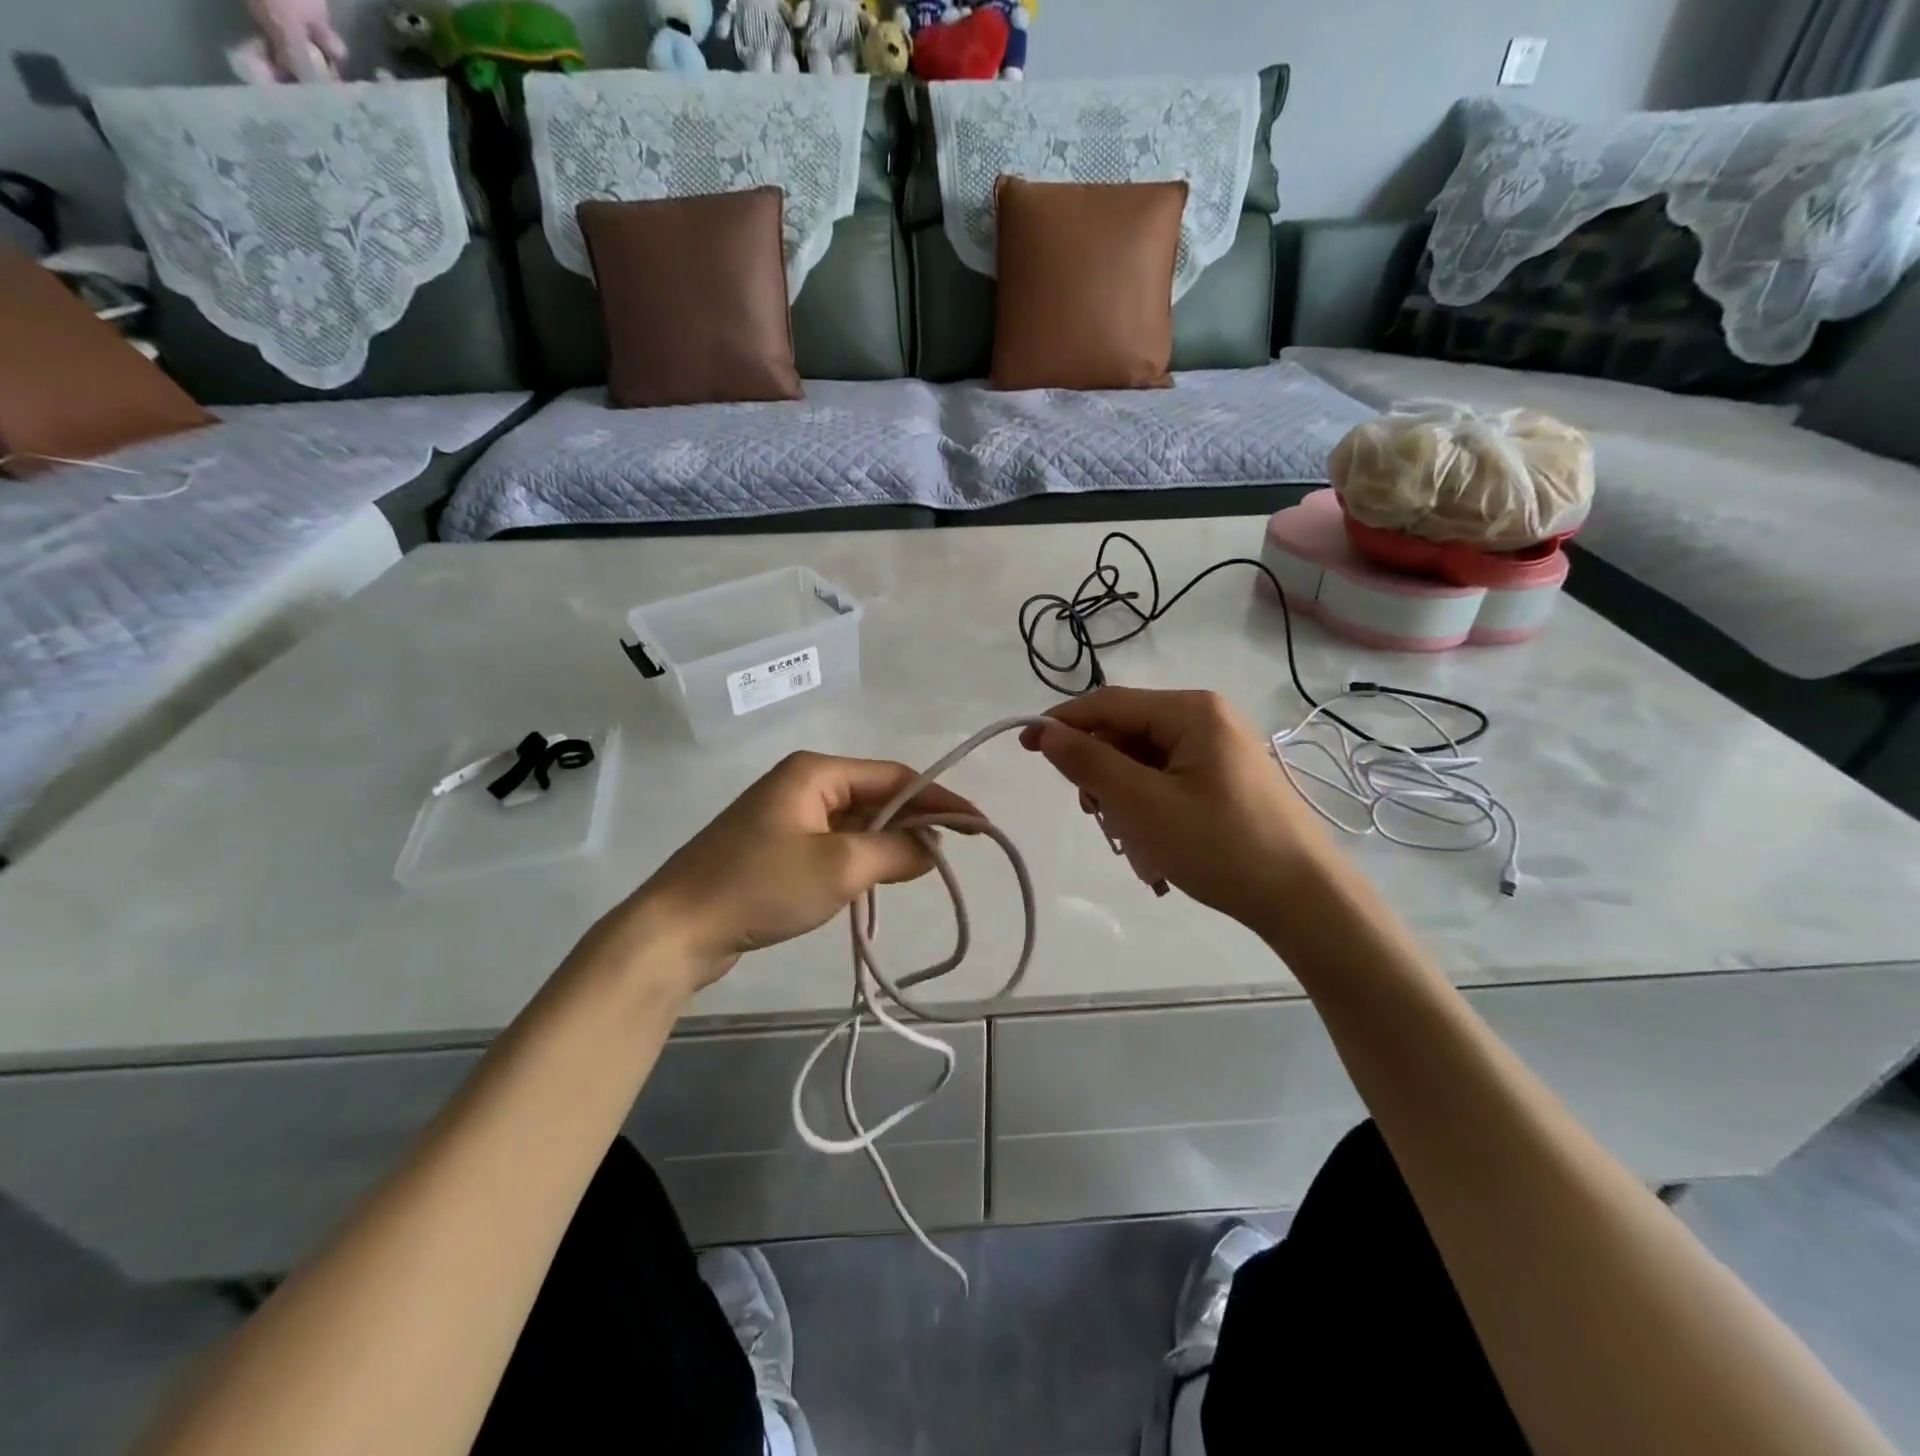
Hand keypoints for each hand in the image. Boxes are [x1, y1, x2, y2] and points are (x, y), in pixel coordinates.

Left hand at [590, 752, 979, 997]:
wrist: (677, 929)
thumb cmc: (760, 886)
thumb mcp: (839, 868)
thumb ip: (895, 852)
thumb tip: (930, 848)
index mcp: (817, 771)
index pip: (894, 777)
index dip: (939, 799)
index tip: (978, 824)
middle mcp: (803, 782)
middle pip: (876, 795)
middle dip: (915, 821)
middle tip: (955, 850)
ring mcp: (787, 814)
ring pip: (856, 821)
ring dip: (889, 841)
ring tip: (925, 866)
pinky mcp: (777, 845)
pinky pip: (835, 842)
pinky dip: (862, 856)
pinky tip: (880, 876)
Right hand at [1021, 688, 1335, 942]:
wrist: (1305, 900)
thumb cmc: (1220, 846)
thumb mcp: (1143, 805)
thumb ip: (1090, 763)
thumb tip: (1047, 733)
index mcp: (1191, 711)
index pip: (1108, 703)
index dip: (1062, 722)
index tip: (1024, 747)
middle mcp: (1207, 718)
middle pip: (1127, 733)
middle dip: (1102, 774)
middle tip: (1096, 818)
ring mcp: (1220, 750)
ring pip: (1145, 762)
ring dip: (1125, 798)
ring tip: (1132, 843)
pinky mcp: (1227, 779)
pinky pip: (1169, 781)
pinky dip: (1150, 809)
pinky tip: (1156, 848)